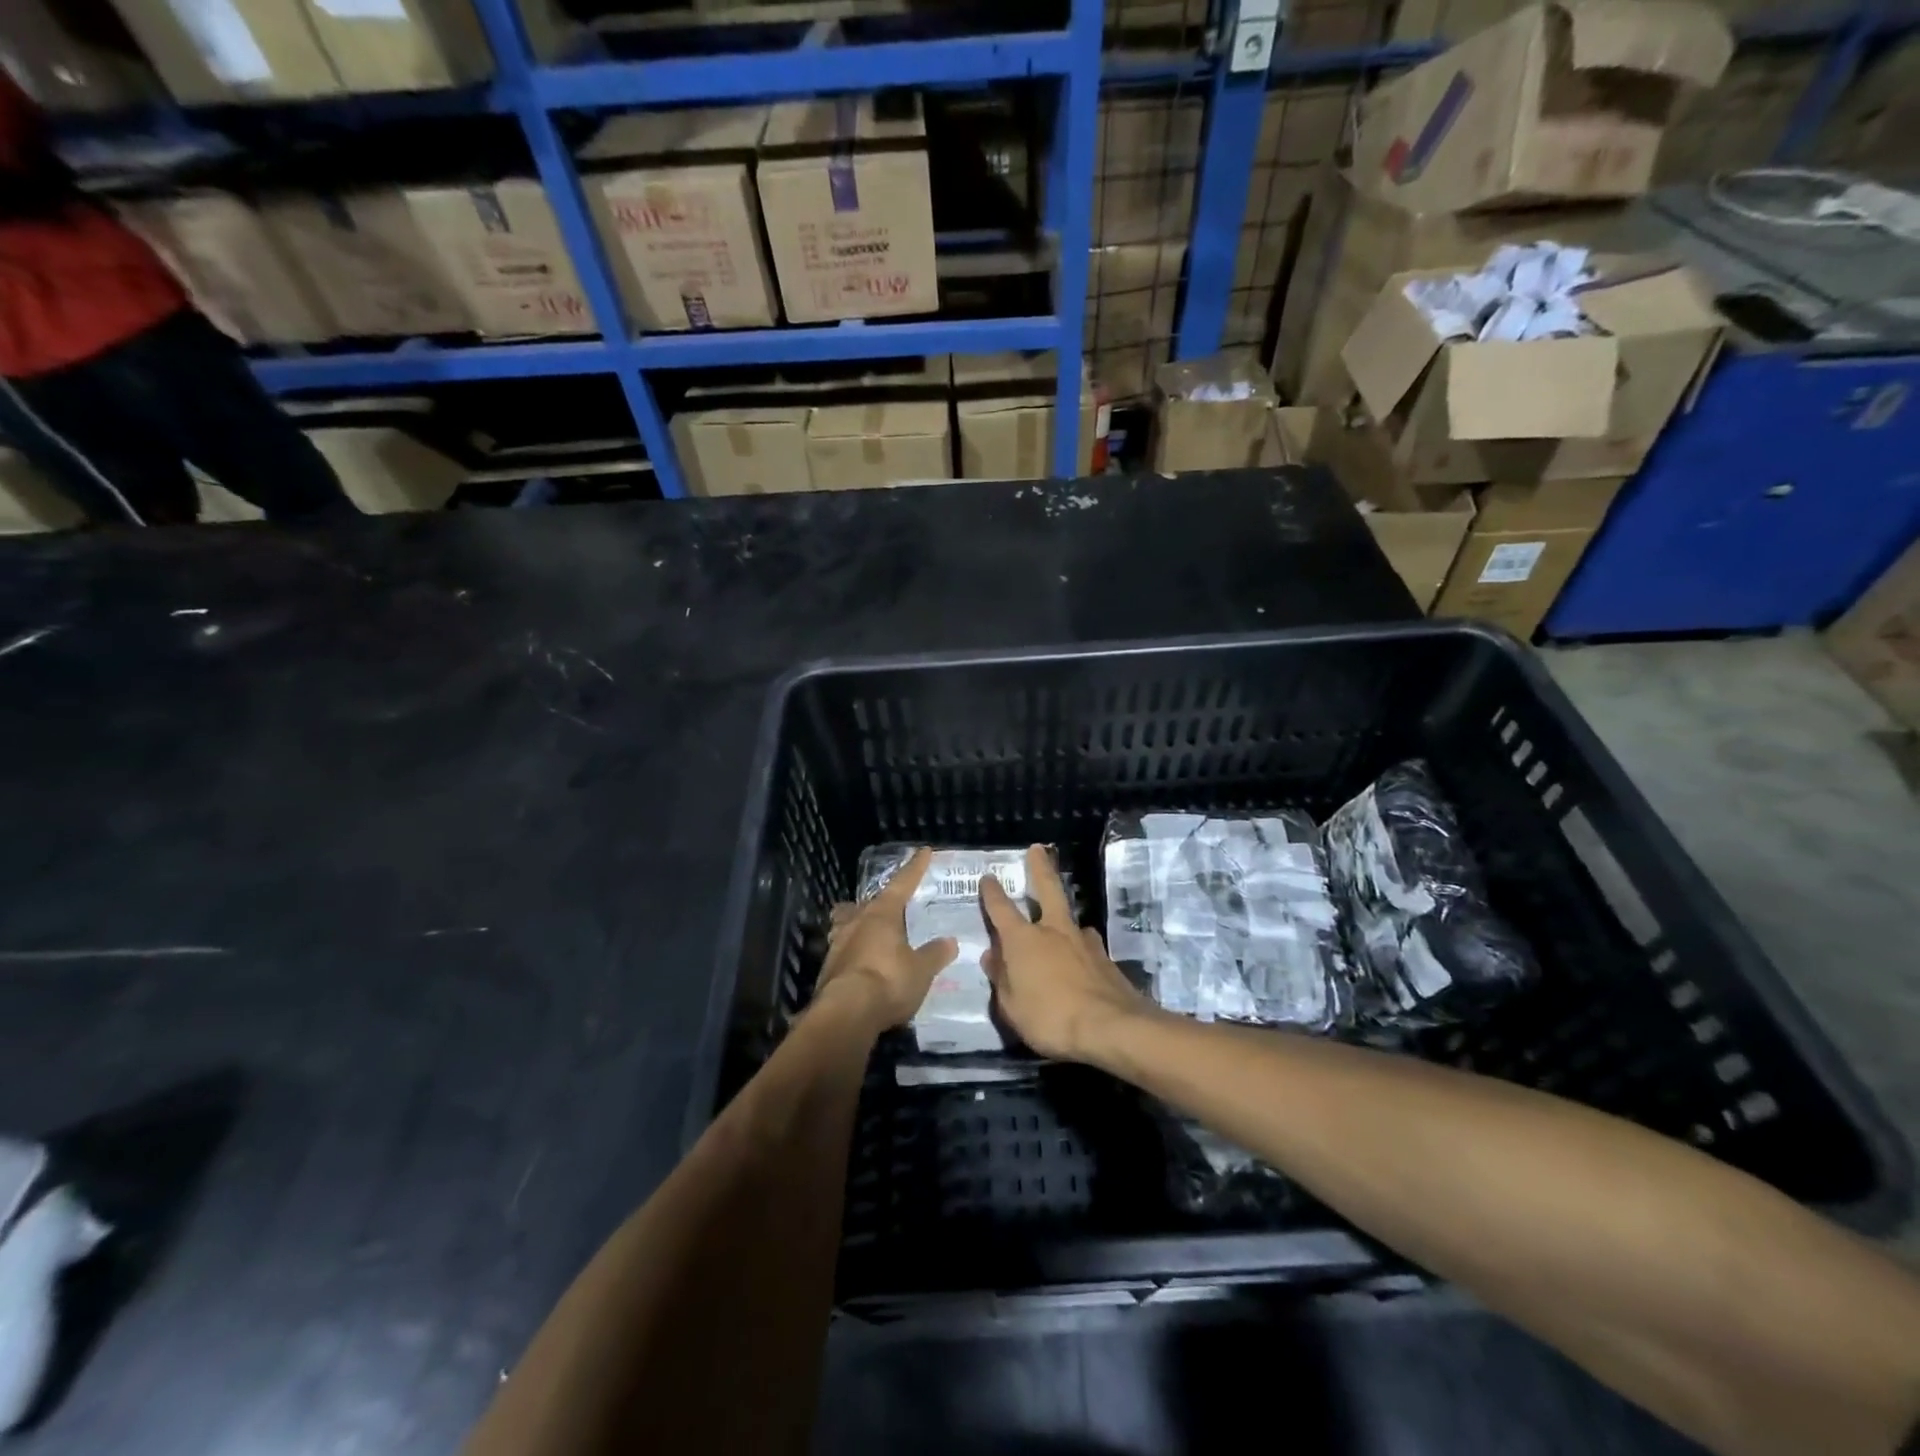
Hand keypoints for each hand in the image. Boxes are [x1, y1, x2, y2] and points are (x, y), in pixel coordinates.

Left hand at [815, 847, 957, 1033]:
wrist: (846, 1013)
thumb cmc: (889, 981)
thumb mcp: (921, 970)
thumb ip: (935, 954)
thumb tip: (950, 941)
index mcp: (882, 914)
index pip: (902, 884)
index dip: (914, 869)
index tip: (923, 852)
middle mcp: (857, 922)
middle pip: (867, 903)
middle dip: (879, 901)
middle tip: (889, 904)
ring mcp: (837, 944)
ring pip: (846, 923)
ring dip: (856, 923)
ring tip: (866, 929)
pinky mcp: (827, 969)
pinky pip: (841, 950)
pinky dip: (852, 951)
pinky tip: (859, 962)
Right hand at [980, 845, 1153, 1062]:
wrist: (1111, 1027)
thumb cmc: (1050, 1018)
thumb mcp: (1011, 1007)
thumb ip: (1001, 979)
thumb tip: (992, 956)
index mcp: (1023, 940)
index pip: (1001, 909)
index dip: (992, 893)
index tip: (988, 877)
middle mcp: (1053, 931)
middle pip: (1047, 889)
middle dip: (1040, 868)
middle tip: (1038, 849)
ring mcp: (1083, 942)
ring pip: (1070, 918)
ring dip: (1063, 914)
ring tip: (1061, 921)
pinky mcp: (1105, 958)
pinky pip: (1086, 944)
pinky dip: (1079, 946)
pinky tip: (1081, 956)